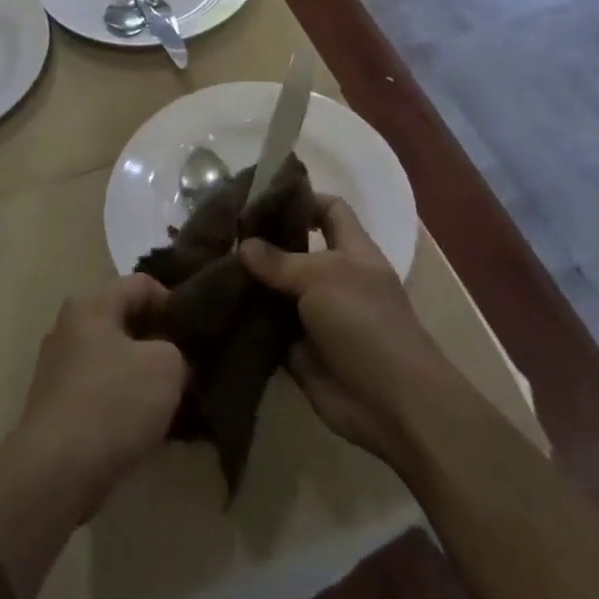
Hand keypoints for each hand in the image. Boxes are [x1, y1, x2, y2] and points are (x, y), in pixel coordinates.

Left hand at [7, 275, 188, 521]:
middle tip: (187, 364)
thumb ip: (177, 349)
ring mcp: (57, 369)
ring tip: (170, 400)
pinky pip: (98, 392)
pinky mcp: (54, 408)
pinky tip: (143, 426)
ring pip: (112, 360)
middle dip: (156, 341)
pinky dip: (121, 402)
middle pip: (124, 322)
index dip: (173, 302)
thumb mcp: (167, 366)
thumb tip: (171, 358)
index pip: (141, 284)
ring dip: (140, 375)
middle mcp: (67, 328)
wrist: (56, 472)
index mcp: (90, 306)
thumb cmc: (114, 402)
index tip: (194, 332)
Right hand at [239, 199, 460, 465]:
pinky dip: (248, 322)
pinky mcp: (301, 351)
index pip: (329, 209)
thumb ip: (280, 260)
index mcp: (352, 251)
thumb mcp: (321, 277)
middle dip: (263, 242)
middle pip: (296, 250)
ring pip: (278, 290)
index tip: (260, 196)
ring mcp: (317, 316)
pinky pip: (269, 329)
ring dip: (250, 283)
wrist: (391, 402)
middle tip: (221, 233)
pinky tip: (214, 307)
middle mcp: (334, 279)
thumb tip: (244, 244)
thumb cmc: (364, 321)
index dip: (301, 199)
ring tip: (207, 265)